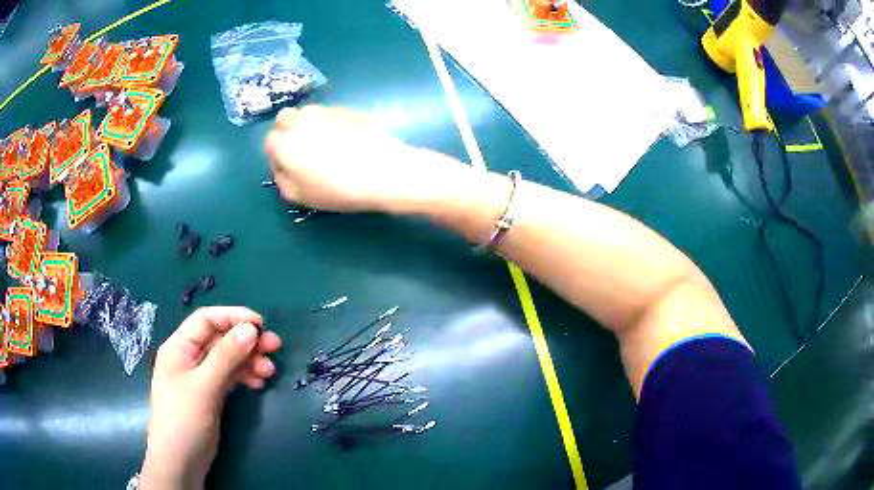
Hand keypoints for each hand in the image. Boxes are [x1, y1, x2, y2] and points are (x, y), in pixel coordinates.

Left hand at [141, 307, 281, 488]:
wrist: (181, 461)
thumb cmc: (184, 418)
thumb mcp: (204, 386)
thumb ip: (226, 357)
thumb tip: (251, 329)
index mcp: (179, 347)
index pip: (206, 320)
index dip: (233, 317)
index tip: (261, 324)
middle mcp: (189, 357)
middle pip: (220, 338)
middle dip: (246, 340)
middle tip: (275, 346)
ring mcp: (200, 377)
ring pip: (227, 359)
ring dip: (249, 360)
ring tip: (270, 371)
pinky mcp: (211, 394)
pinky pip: (230, 377)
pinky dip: (245, 376)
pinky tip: (259, 383)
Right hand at [264, 105, 457, 212]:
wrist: (382, 171)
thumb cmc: (337, 189)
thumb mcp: (301, 197)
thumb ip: (283, 182)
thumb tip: (283, 170)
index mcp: (283, 143)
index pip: (269, 143)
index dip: (277, 157)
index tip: (290, 170)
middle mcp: (299, 120)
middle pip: (284, 120)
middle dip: (288, 133)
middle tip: (303, 153)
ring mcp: (324, 111)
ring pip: (307, 114)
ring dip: (308, 126)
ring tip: (325, 146)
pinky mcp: (347, 108)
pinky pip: (329, 114)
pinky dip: (330, 124)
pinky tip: (345, 141)